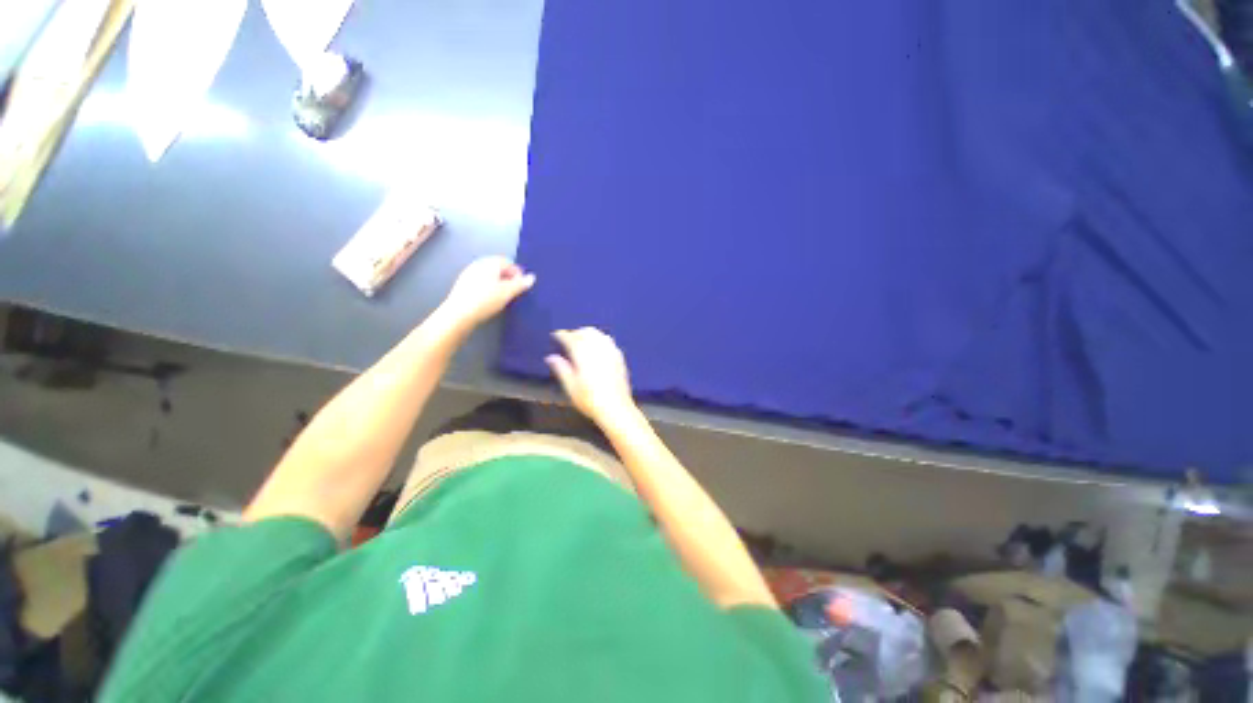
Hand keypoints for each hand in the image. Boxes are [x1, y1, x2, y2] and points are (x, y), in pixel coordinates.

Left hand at [438, 257, 534, 329]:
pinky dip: (488, 288)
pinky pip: (481, 282)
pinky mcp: (463, 285)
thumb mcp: (507, 293)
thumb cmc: (485, 300)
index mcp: (489, 263)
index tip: (522, 286)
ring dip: (498, 284)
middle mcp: (478, 264)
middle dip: (508, 278)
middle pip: (498, 268)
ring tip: (503, 297)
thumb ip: (521, 284)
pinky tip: (490, 300)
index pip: (508, 262)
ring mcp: (469, 274)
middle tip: (514, 292)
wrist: (459, 314)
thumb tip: (532, 277)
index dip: (517, 273)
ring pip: (489, 275)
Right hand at [546, 327, 635, 421]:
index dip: (562, 335)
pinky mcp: (619, 357)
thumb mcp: (570, 386)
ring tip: (582, 343)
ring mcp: (611, 351)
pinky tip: (597, 349)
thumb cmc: (589, 399)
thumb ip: (561, 368)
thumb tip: (551, 357)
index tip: (556, 335)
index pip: (571, 337)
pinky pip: (608, 341)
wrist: (615, 408)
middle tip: (568, 340)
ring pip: (599, 334)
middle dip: (576, 333)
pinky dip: (600, 340)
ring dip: (589, 335)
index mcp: (583, 353)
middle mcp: (598, 348)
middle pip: (586, 332)